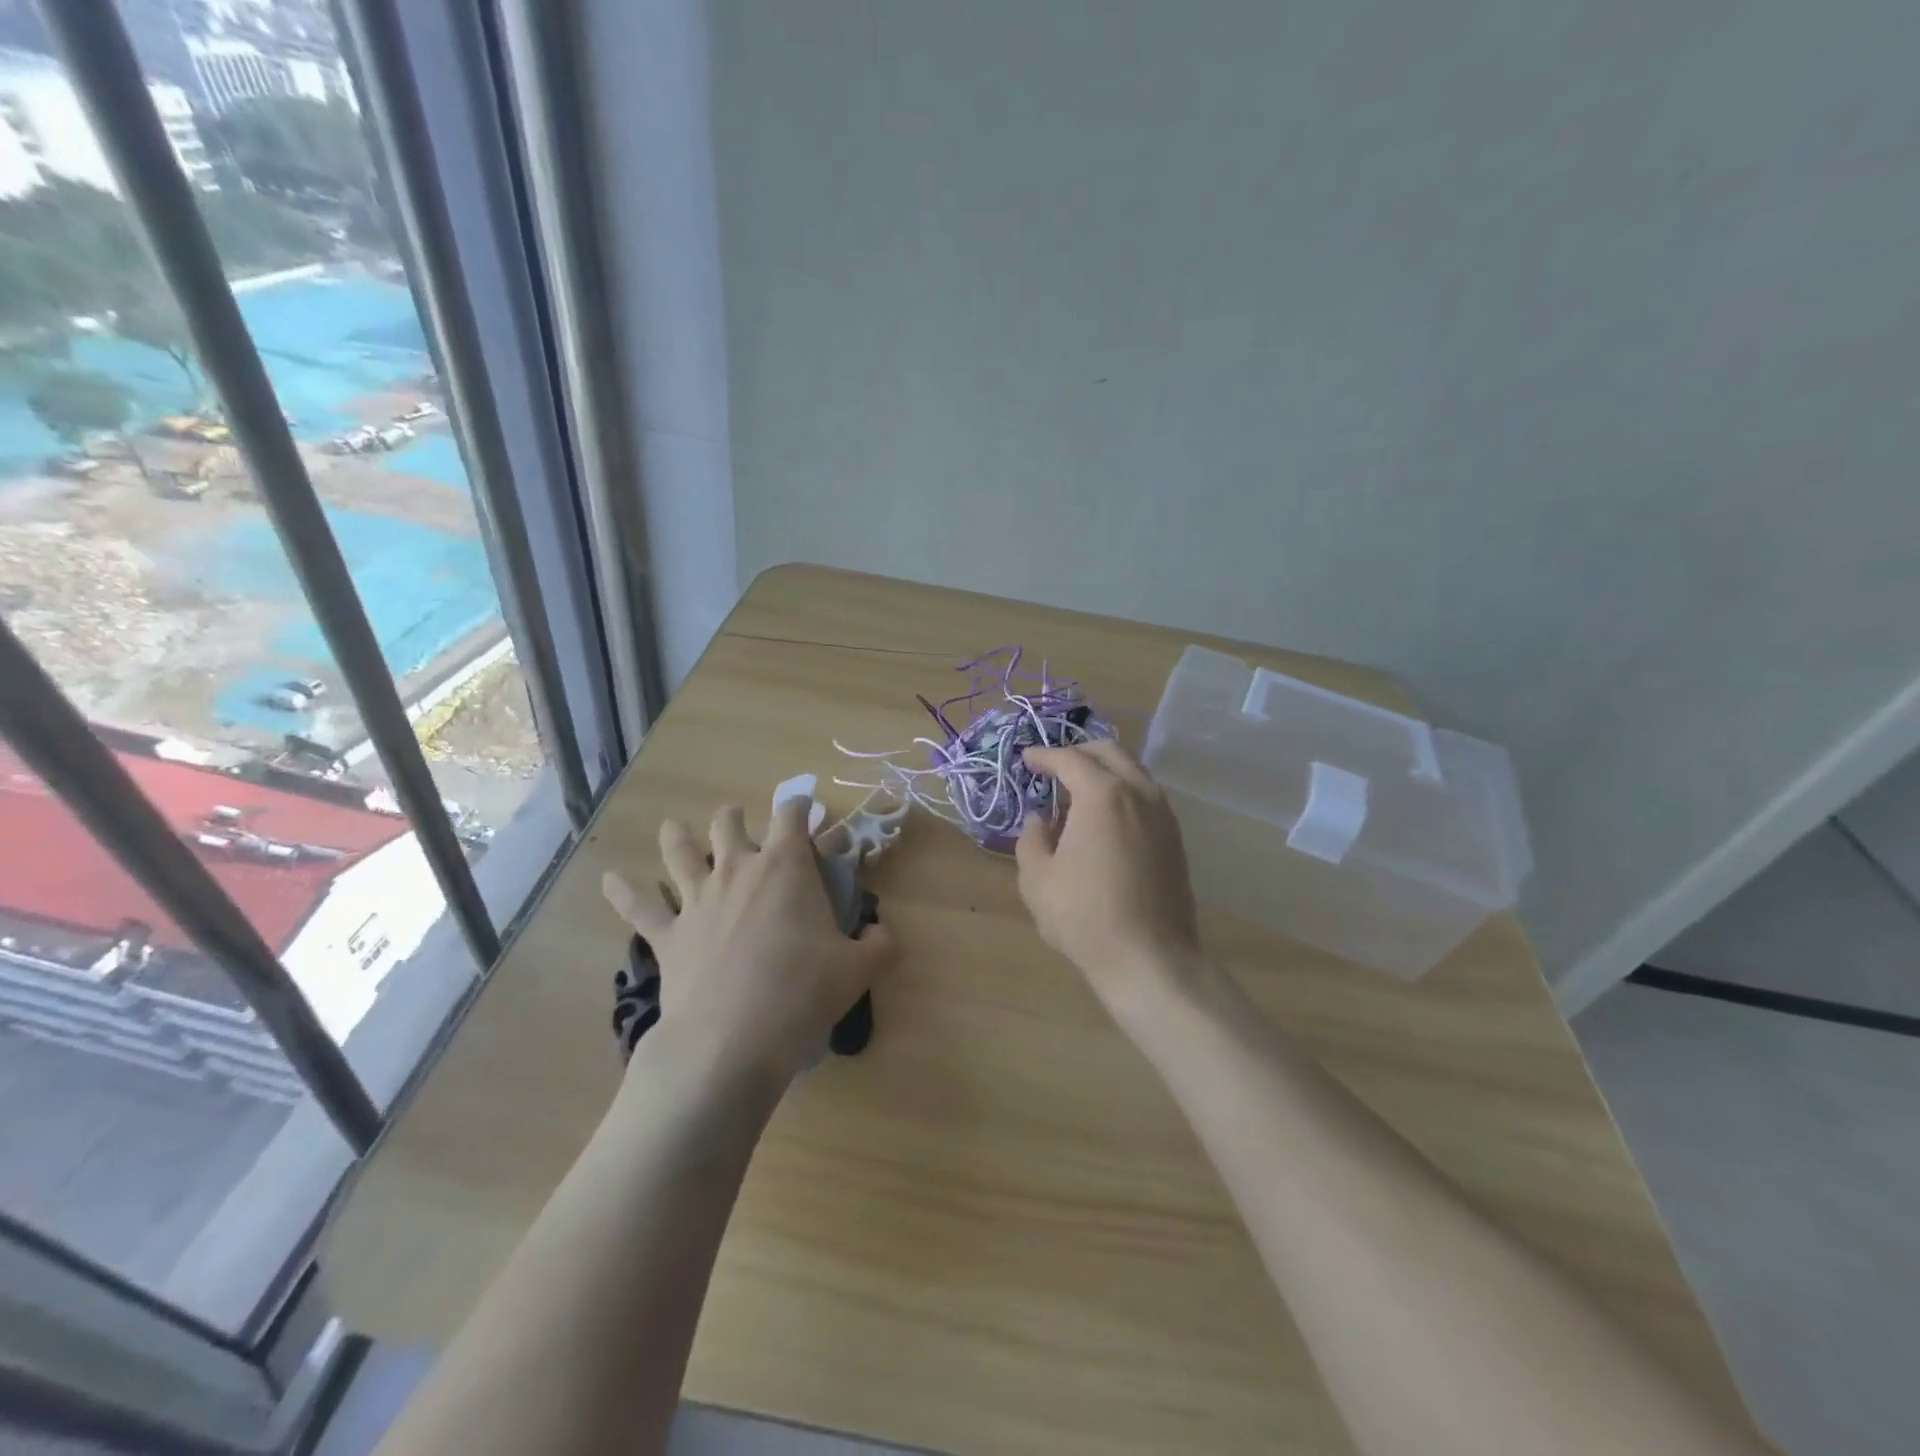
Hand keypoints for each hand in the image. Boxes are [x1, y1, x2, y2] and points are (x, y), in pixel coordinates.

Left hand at [603, 799, 897, 1089]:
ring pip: (680, 852)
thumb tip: (882, 936)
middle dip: (737, 818)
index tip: (806, 810)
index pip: (792, 814)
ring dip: (677, 837)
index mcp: (785, 867)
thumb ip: (880, 946)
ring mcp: (696, 900)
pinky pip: (639, 907)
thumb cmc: (801, 992)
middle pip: (729, 824)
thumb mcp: (859, 969)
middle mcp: (737, 870)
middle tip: (743, 825)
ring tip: (673, 829)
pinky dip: (623, 892)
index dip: (800, 806)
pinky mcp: (667, 935)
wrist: (732, 1040)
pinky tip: (610, 880)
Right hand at [1016, 742, 1203, 1011]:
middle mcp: (1138, 793)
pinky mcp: (1175, 837)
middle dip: (1078, 752)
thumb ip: (1032, 838)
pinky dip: (1123, 791)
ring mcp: (1163, 814)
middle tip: (1054, 767)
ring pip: (1133, 771)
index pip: (1069, 759)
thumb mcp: (1037, 880)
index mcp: (1102, 796)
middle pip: (1109, 752)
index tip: (1025, 759)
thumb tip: (1041, 819)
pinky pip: (1146, 796)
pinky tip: (1105, 818)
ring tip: (1078, 792)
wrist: (1150, 959)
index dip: (1043, 756)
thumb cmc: (1085, 917)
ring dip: (1104, 771)